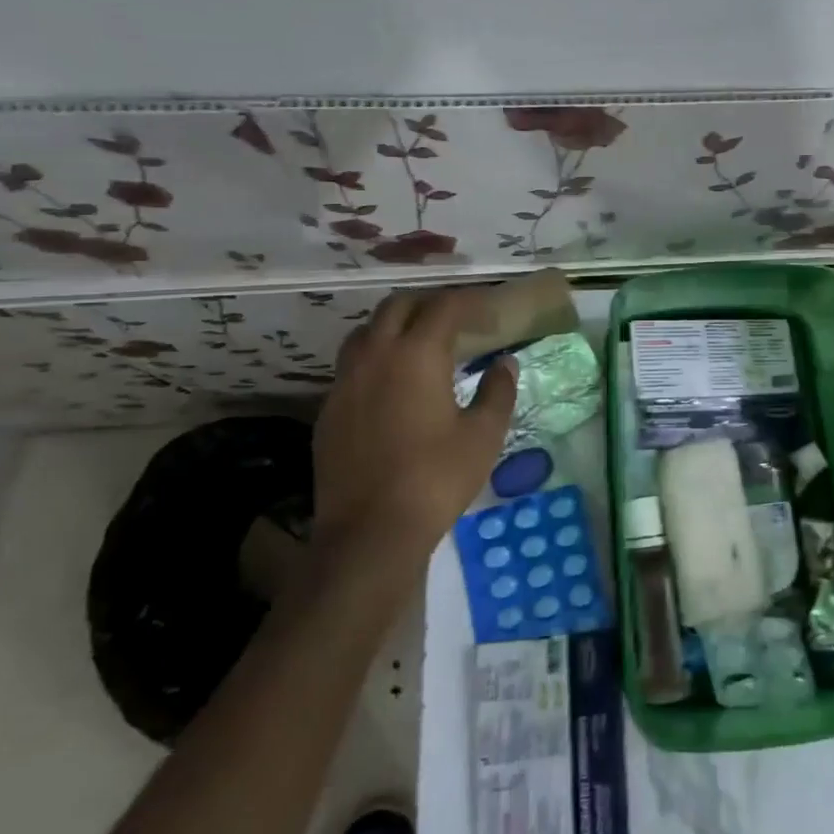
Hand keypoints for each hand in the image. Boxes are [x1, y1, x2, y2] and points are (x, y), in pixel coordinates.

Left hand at [312, 290, 516, 570]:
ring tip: (423, 343)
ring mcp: (345, 381)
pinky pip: (352, 364)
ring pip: (367, 330)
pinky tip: (394, 384)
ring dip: (397, 325)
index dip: (471, 301)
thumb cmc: (436, 479)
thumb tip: (504, 363)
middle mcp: (375, 355)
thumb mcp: (483, 435)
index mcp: (416, 354)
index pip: (444, 306)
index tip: (490, 310)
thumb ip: (497, 391)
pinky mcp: (329, 409)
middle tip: (458, 319)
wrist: (369, 533)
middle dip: (430, 303)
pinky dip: (377, 357)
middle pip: (398, 306)